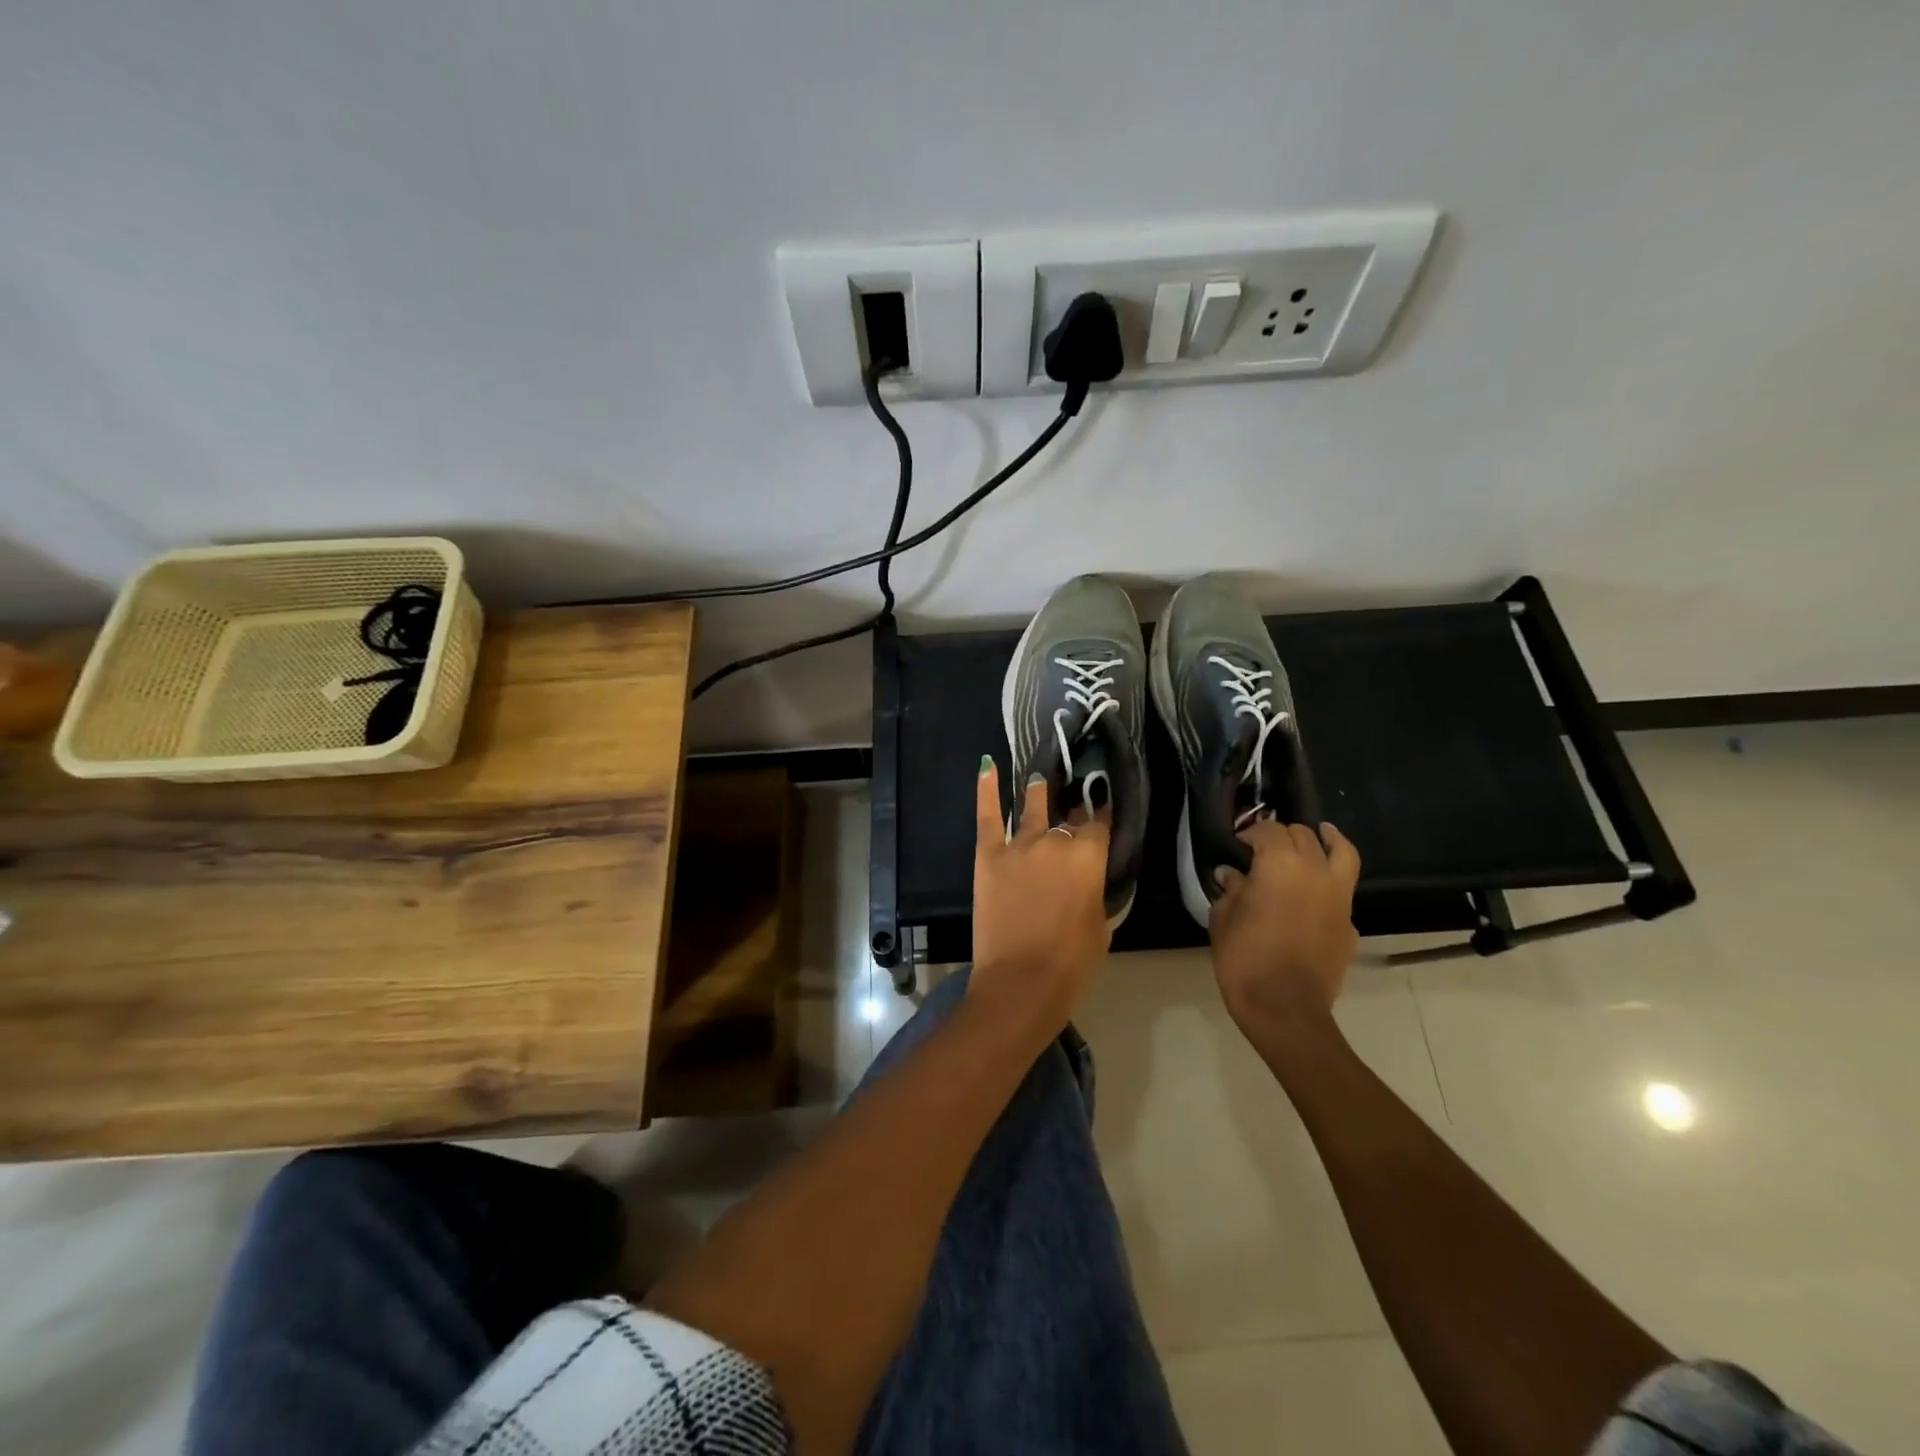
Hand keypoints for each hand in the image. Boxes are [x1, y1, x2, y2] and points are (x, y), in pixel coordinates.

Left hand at [969, 757, 1111, 1030]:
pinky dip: (986, 789)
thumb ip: (1096, 891)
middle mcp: (1055, 841)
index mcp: (1088, 857)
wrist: (1020, 982)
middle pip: (1066, 818)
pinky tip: (987, 765)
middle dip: (1072, 812)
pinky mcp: (988, 854)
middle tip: (1074, 806)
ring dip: (1038, 792)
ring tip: (1040, 779)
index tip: (1103, 805)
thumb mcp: (1101, 925)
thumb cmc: (1071, 962)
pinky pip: (988, 815)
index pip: (1099, 824)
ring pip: (1031, 808)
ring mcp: (1018, 845)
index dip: (1102, 815)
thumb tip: (1091, 875)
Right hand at [1210, 820, 1361, 1041]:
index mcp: (1279, 863)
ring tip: (1322, 833)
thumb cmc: (1244, 958)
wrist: (1284, 1007)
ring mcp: (1339, 896)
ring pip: (1341, 851)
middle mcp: (1315, 870)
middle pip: (1303, 835)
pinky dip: (1332, 878)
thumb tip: (1232, 875)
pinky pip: (1344, 888)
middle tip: (1264, 847)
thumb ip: (1230, 890)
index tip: (1236, 844)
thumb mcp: (1223, 918)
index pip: (1268, 830)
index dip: (1250, 832)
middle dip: (1283, 835)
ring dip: (1327, 840)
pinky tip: (1317, 888)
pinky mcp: (1350, 922)